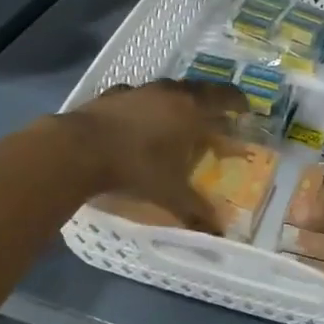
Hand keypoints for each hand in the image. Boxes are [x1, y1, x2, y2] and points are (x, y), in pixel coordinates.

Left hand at [70, 79, 247, 228]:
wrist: (78, 148)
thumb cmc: (136, 166)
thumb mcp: (170, 193)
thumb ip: (196, 210)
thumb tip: (219, 233)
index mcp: (191, 109)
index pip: (224, 97)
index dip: (237, 102)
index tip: (244, 110)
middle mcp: (169, 92)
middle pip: (198, 89)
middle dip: (209, 102)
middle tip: (214, 116)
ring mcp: (138, 90)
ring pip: (167, 90)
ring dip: (176, 101)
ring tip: (177, 118)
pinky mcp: (111, 94)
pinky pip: (137, 96)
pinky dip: (144, 106)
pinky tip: (138, 120)